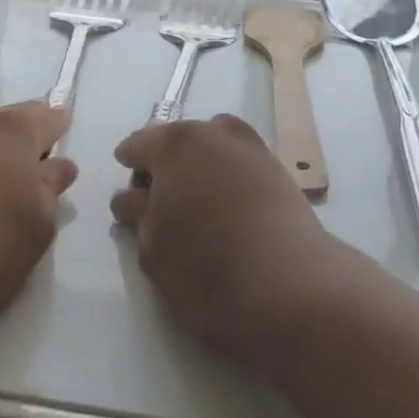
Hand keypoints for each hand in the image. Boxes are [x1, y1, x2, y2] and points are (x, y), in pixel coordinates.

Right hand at [111, 115, 335, 361]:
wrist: (290, 286)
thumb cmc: (207, 268)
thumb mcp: (153, 249)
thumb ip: (138, 215)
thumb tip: (130, 197)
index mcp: (173, 145)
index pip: (139, 144)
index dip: (129, 164)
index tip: (128, 187)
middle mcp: (212, 132)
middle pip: (178, 139)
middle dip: (166, 163)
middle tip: (160, 200)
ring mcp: (250, 147)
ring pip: (213, 146)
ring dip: (200, 164)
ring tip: (198, 201)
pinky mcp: (277, 169)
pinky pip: (240, 161)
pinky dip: (228, 174)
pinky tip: (228, 205)